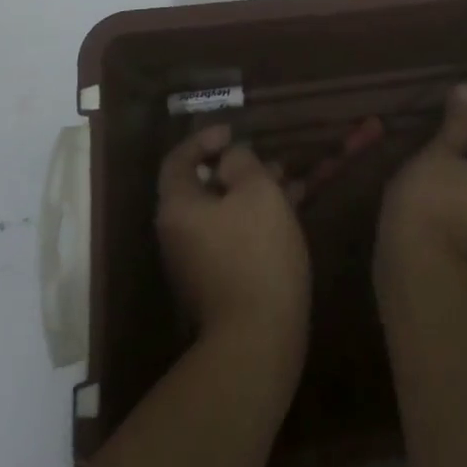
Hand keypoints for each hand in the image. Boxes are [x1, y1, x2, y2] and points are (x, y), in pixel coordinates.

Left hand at [156, 125, 310, 357]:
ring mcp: (196, 260)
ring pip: (222, 210)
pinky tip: (288, 212)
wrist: (258, 336)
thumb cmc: (256, 250)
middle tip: (267, 158)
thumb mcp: (256, 190)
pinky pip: (233, 234)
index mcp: (179, 206)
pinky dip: (255, 217)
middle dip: (236, 167)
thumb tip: (230, 158)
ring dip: (251, 191)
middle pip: (201, 186)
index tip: (233, 131)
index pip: (178, 160)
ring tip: (287, 180)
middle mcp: (178, 232)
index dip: (204, 139)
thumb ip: (241, 162)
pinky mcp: (218, 280)